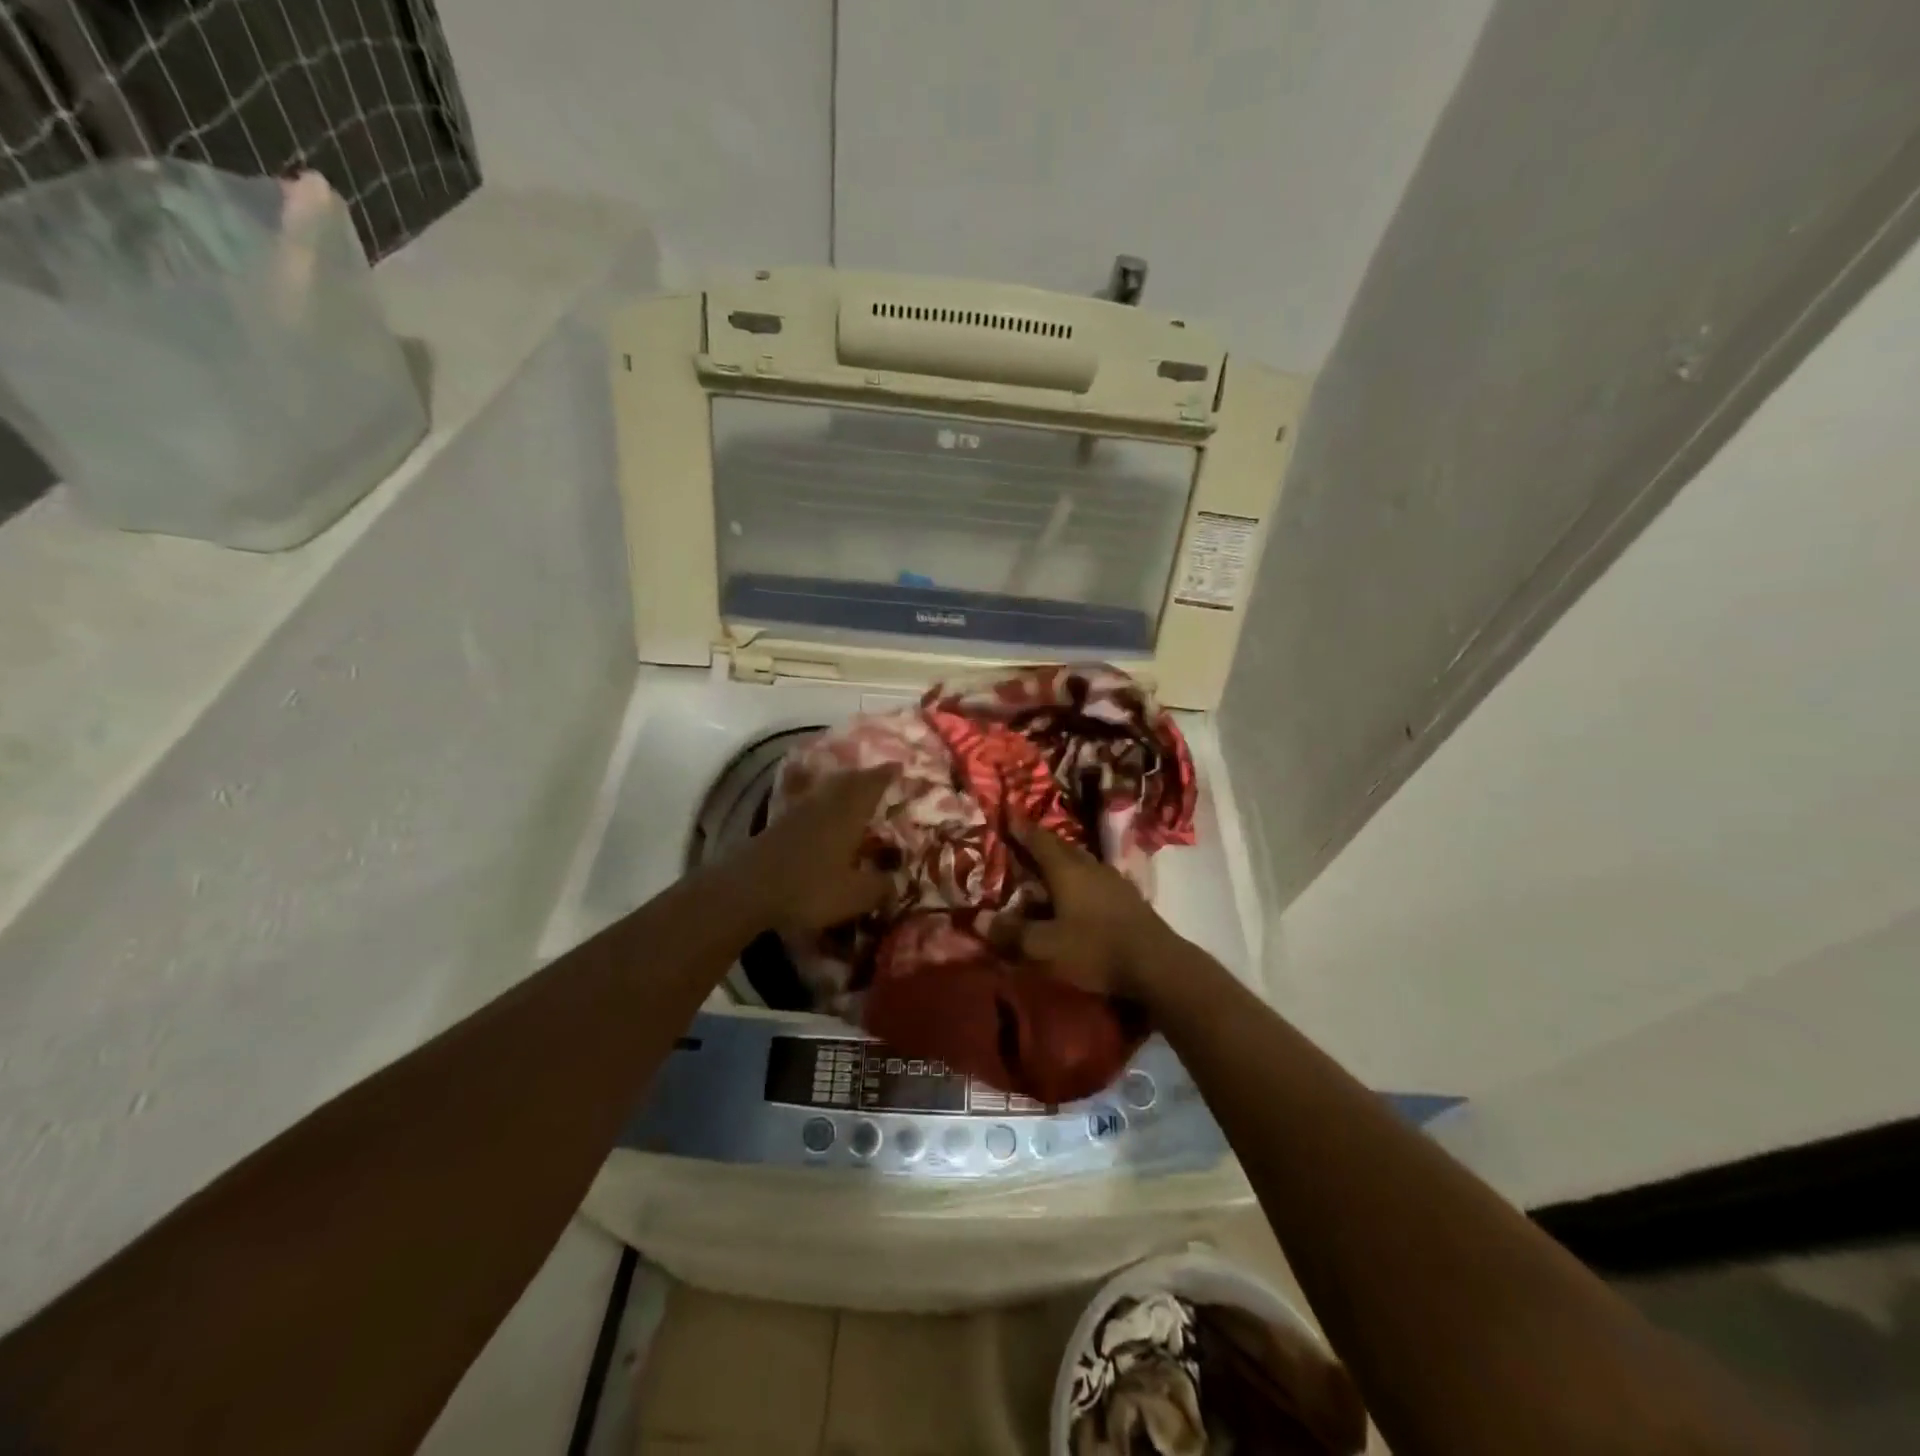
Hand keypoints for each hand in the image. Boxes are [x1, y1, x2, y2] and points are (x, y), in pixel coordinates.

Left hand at [735, 765, 897, 932]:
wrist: (747, 890)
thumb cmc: (809, 888)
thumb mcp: (854, 895)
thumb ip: (880, 886)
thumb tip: (898, 882)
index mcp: (848, 812)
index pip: (872, 783)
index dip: (887, 774)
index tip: (899, 765)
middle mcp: (824, 803)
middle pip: (846, 780)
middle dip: (864, 776)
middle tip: (877, 777)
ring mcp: (797, 811)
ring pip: (824, 789)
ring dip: (839, 786)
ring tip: (851, 791)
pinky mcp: (778, 824)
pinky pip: (805, 802)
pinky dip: (817, 801)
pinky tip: (817, 812)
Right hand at [1005, 818, 1172, 997]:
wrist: (1156, 965)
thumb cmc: (1094, 949)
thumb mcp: (1045, 947)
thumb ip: (1011, 933)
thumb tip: (977, 920)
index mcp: (1067, 870)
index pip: (1040, 841)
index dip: (1022, 829)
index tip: (1009, 815)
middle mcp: (1090, 867)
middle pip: (1062, 847)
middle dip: (1042, 843)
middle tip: (1024, 841)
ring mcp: (1114, 881)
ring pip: (1082, 862)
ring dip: (1063, 861)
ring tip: (1049, 868)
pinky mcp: (1129, 899)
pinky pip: (1096, 879)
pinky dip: (1080, 879)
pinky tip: (1079, 894)